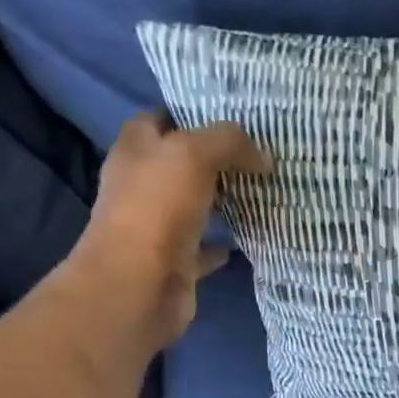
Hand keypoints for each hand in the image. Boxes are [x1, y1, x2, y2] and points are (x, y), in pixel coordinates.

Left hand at [67, 113, 269, 343]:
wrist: (140, 284)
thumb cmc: (157, 208)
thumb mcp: (193, 154)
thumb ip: (229, 142)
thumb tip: (262, 158)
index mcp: (136, 150)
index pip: (162, 118)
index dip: (193, 113)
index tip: (234, 116)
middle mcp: (142, 185)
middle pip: (181, 163)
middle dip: (215, 159)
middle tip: (259, 154)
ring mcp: (157, 226)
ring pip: (195, 205)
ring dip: (222, 201)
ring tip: (262, 191)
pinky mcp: (175, 262)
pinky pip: (205, 248)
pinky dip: (224, 245)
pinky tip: (250, 238)